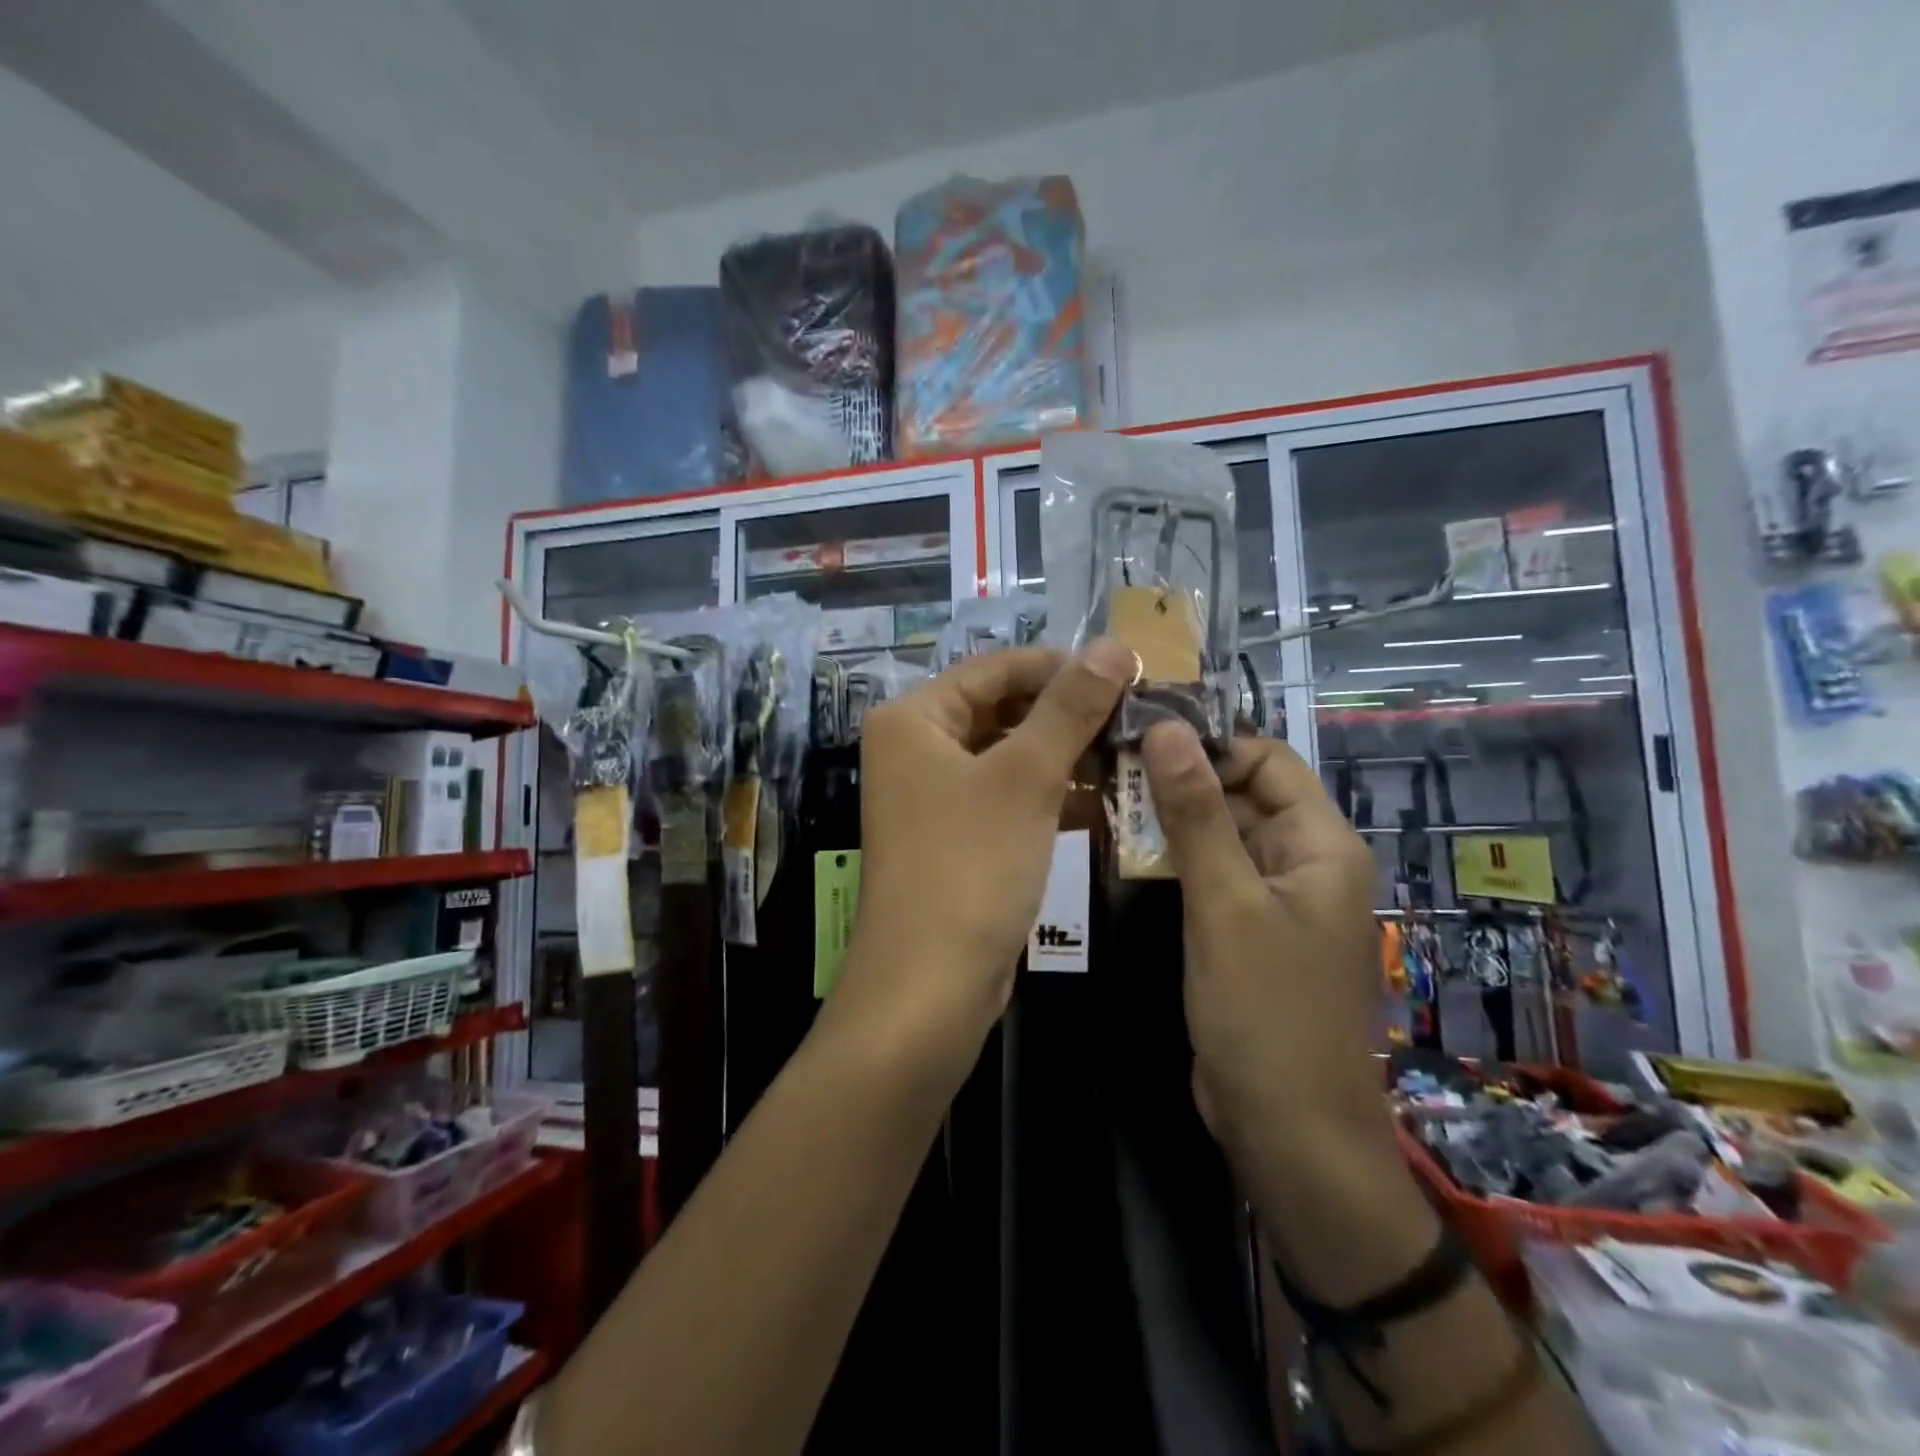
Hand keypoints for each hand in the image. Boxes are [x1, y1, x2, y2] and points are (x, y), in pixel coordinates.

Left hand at [831, 641, 1133, 1080]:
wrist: (928, 988)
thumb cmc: (971, 866)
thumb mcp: (1026, 777)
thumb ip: (1070, 707)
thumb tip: (1113, 645)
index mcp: (914, 718)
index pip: (997, 668)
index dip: (1062, 665)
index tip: (1129, 672)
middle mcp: (916, 749)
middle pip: (1002, 710)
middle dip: (1069, 714)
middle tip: (1138, 717)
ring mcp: (933, 797)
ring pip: (1010, 757)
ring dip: (1066, 756)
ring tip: (1132, 755)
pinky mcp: (956, 838)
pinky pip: (1008, 799)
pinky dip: (1050, 796)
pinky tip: (1103, 801)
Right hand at [1140, 722, 1388, 1159]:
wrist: (1290, 1132)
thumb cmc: (1265, 1011)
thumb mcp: (1225, 903)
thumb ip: (1195, 814)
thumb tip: (1166, 730)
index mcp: (1321, 844)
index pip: (1265, 759)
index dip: (1206, 744)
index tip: (1137, 740)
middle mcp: (1304, 861)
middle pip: (1240, 794)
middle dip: (1178, 781)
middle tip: (1106, 770)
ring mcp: (1274, 899)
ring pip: (1220, 835)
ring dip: (1169, 820)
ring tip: (1105, 802)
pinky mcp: (1247, 931)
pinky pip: (1212, 876)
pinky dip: (1174, 860)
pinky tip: (1125, 852)